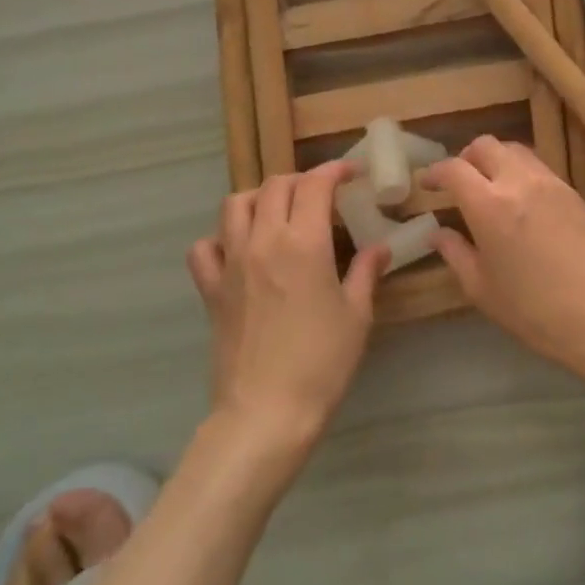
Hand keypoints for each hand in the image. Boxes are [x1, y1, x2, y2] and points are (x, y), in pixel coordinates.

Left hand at [186, 161, 386, 462]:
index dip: (334, 171)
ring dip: (260, 198)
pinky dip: (221, 238)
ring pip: (235, 204)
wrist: (266, 413)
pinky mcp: (211, 289)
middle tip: (321, 195)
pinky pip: (205, 247)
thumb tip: (379, 248)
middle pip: (275, 186)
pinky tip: (239, 251)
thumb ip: (366, 272)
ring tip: (279, 212)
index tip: (351, 174)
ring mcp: (231, 263)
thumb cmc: (321, 363)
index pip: (315, 184)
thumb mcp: (356, 315)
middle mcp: (263, 241)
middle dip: (301, 180)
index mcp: (304, 243)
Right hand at [423, 137, 584, 391]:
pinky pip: (539, 167)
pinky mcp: (575, 192)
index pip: (454, 169)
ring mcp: (551, 183)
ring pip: (515, 150)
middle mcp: (519, 182)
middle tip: (459, 182)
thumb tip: (438, 233)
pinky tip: (522, 201)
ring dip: (496, 160)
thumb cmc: (536, 311)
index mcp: (489, 205)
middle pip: (485, 145)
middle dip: (466, 157)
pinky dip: (521, 172)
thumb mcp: (483, 290)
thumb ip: (456, 254)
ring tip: (491, 187)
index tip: (427, 184)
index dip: (435, 172)